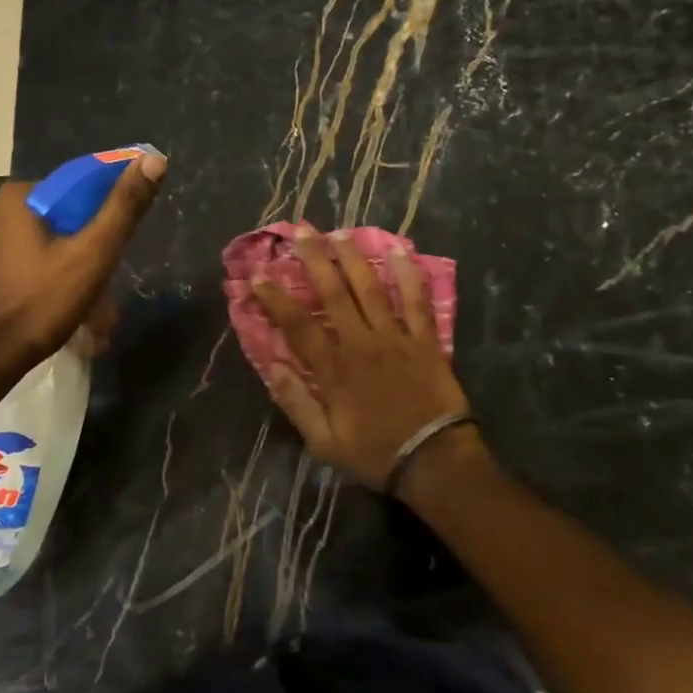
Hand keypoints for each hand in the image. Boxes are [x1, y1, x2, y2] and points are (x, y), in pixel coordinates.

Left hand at [0, 154, 165, 374]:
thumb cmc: (37, 304)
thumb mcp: (91, 255)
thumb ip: (123, 207)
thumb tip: (154, 158)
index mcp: (19, 195)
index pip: (80, 191)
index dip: (108, 220)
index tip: (118, 255)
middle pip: (65, 224)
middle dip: (91, 261)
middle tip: (107, 302)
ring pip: (47, 250)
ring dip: (74, 280)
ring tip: (93, 321)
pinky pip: (26, 269)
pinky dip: (49, 287)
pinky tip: (63, 319)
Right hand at [252, 227, 469, 490]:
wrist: (434, 461)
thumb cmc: (375, 453)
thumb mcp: (324, 443)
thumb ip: (296, 403)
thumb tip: (272, 366)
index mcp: (333, 368)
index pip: (297, 324)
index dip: (275, 298)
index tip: (258, 276)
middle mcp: (361, 343)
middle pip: (333, 292)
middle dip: (314, 259)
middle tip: (301, 230)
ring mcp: (395, 337)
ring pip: (370, 288)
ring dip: (352, 257)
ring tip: (338, 232)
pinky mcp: (425, 339)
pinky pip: (416, 300)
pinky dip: (408, 274)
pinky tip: (399, 249)